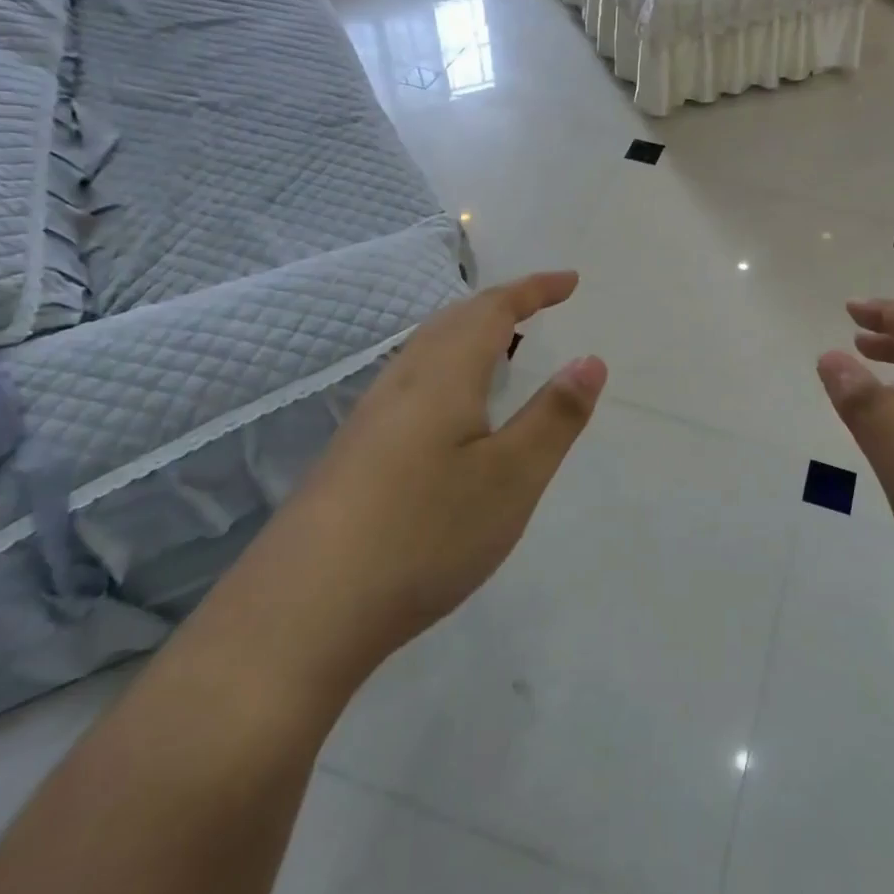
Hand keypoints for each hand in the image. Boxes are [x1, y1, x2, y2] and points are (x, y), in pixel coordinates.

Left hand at [289, 271, 607, 660]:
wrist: (303, 611)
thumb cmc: (425, 534)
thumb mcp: (511, 478)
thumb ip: (554, 416)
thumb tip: (590, 359)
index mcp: (443, 375)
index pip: (492, 309)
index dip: (533, 289)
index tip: (570, 282)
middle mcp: (401, 383)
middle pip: (453, 320)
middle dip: (500, 305)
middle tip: (539, 308)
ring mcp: (369, 418)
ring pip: (426, 351)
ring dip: (468, 334)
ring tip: (501, 350)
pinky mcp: (353, 453)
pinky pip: (411, 383)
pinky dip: (446, 369)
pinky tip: (449, 412)